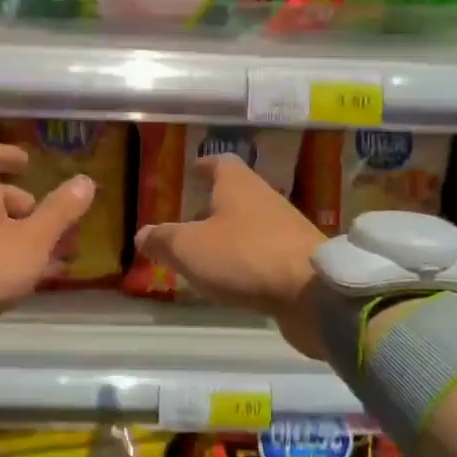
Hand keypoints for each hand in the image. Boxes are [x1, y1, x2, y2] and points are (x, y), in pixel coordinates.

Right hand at [134, 153, 328, 359]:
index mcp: (238, 186)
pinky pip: (264, 254)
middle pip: (236, 195)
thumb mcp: (188, 248)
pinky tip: (232, 279)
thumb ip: (163, 240)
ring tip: (204, 255)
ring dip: (229, 236)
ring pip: (250, 225)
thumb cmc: (244, 256)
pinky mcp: (298, 261)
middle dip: (212, 206)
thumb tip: (142, 234)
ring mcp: (286, 230)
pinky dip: (245, 261)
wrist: (313, 293)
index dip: (205, 166)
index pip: (221, 163)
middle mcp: (264, 200)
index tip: (193, 170)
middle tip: (189, 221)